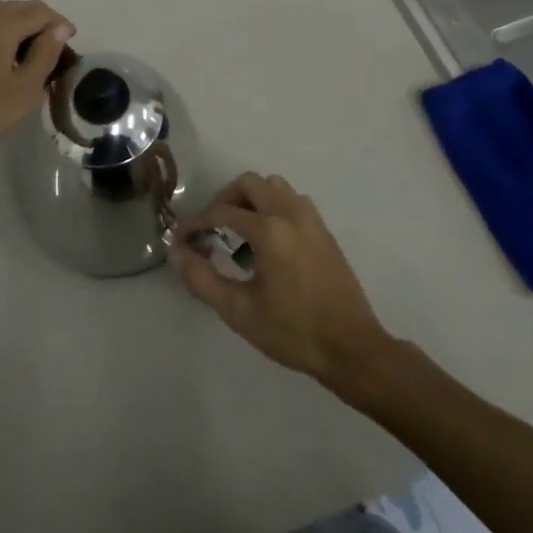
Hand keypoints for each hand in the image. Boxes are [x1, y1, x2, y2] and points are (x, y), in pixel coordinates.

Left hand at [0, 0, 73, 179]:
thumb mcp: (24, 90)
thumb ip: (45, 54)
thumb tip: (59, 28)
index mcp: (0, 24)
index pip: (39, 11)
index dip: (58, 22)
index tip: (70, 39)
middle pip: (13, 6)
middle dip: (35, 20)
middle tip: (47, 46)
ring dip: (7, 18)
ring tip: (15, 42)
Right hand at [173, 173, 394, 387]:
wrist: (351, 348)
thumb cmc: (293, 332)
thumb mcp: (240, 311)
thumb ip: (203, 280)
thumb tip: (180, 254)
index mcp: (270, 230)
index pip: (222, 211)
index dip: (197, 222)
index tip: (182, 239)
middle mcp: (290, 213)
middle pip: (249, 183)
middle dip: (224, 200)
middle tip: (210, 227)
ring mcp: (311, 218)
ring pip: (273, 187)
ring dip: (250, 199)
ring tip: (237, 230)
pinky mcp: (323, 230)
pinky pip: (291, 200)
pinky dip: (271, 207)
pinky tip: (266, 241)